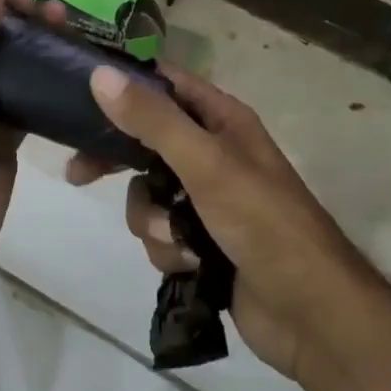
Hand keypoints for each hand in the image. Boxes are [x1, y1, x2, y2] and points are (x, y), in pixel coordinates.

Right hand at [83, 65, 390, 390]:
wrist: (311, 315)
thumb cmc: (263, 222)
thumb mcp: (206, 164)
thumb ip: (153, 120)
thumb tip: (100, 74)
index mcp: (221, 119)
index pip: (163, 84)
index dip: (123, 85)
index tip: (78, 93)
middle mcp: (211, 152)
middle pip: (146, 140)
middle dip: (119, 161)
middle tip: (79, 173)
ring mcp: (206, 199)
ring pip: (147, 194)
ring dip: (155, 220)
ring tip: (181, 240)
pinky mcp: (201, 242)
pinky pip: (160, 233)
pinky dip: (170, 250)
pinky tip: (193, 265)